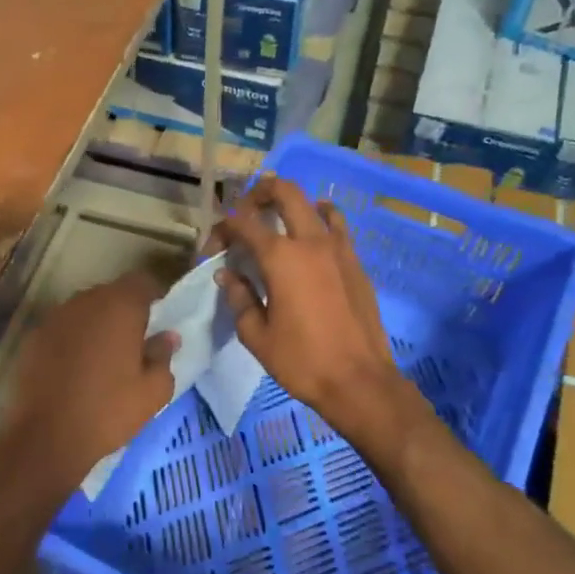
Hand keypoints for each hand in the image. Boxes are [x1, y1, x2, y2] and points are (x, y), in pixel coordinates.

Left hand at [0, 273, 179, 501]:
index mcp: (119, 306)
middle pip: (112, 293)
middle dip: (125, 310)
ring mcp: (56, 317)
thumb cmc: (109, 410)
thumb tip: (167, 336)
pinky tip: (77, 367)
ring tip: (105, 356)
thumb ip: (163, 355)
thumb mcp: (153, 390)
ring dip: (98, 324)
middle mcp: (85, 301)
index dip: (153, 297)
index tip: (159, 320)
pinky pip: (64, 328)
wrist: (48, 437)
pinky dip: (74, 338)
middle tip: (135, 341)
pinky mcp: (34, 337)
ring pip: (86, 310)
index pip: (142, 282)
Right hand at [212, 176, 412, 441]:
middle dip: (259, 195)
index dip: (222, 229)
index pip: (242, 222)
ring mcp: (339, 249)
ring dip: (292, 206)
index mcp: (281, 257)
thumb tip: (227, 274)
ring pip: (315, 204)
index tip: (214, 249)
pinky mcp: (356, 263)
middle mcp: (311, 241)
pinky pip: (337, 227)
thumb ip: (239, 297)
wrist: (360, 381)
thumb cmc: (302, 360)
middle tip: (245, 215)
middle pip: (284, 192)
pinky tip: (310, 245)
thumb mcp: (256, 335)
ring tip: (279, 227)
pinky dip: (320, 223)